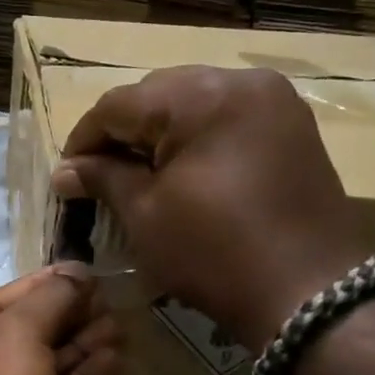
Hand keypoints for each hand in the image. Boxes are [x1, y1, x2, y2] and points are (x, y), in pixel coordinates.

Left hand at [0, 267, 119, 374]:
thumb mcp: (17, 335)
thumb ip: (49, 298)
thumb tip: (77, 271)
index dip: (38, 285)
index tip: (80, 272)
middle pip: (24, 333)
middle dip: (66, 314)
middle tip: (107, 297)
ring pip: (48, 365)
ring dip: (83, 342)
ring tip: (119, 322)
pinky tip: (115, 356)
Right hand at [52, 67, 371, 350]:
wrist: (309, 293)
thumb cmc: (214, 254)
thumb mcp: (145, 215)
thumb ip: (103, 179)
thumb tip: (64, 172)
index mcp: (200, 96)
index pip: (119, 104)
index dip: (84, 140)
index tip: (66, 176)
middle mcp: (241, 80)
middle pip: (159, 95)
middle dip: (124, 133)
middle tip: (101, 175)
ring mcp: (275, 100)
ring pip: (195, 102)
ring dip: (161, 133)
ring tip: (141, 174)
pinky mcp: (293, 126)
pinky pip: (229, 117)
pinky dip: (199, 138)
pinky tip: (185, 171)